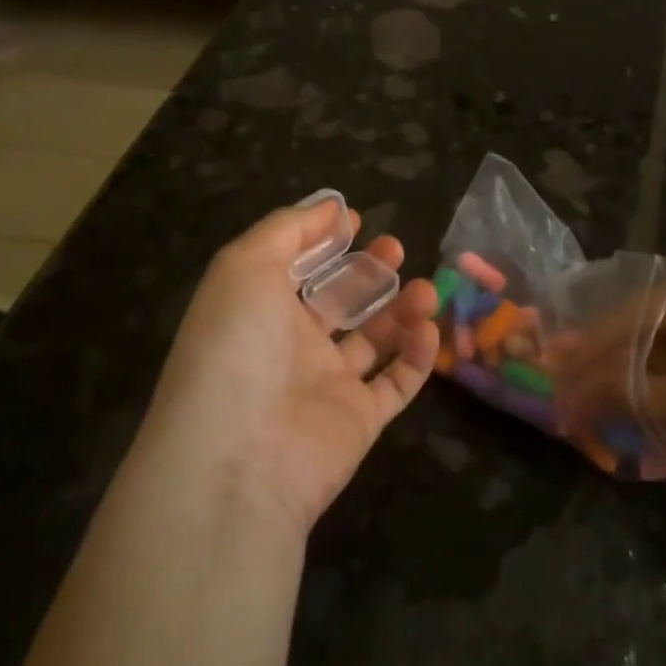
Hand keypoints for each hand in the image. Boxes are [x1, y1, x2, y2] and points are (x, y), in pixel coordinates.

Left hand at [135, 197, 439, 537]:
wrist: (239, 458)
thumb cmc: (237, 347)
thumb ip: (287, 229)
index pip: (295, 267)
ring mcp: (326, 384)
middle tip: (396, 248)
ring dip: (401, 308)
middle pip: (338, 300)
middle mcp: (290, 346)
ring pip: (373, 339)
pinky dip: (416, 356)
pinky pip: (396, 384)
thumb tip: (330, 206)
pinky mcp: (359, 420)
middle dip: (368, 270)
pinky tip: (428, 329)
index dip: (323, 241)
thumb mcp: (245, 266)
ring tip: (426, 289)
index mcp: (258, 309)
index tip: (356, 220)